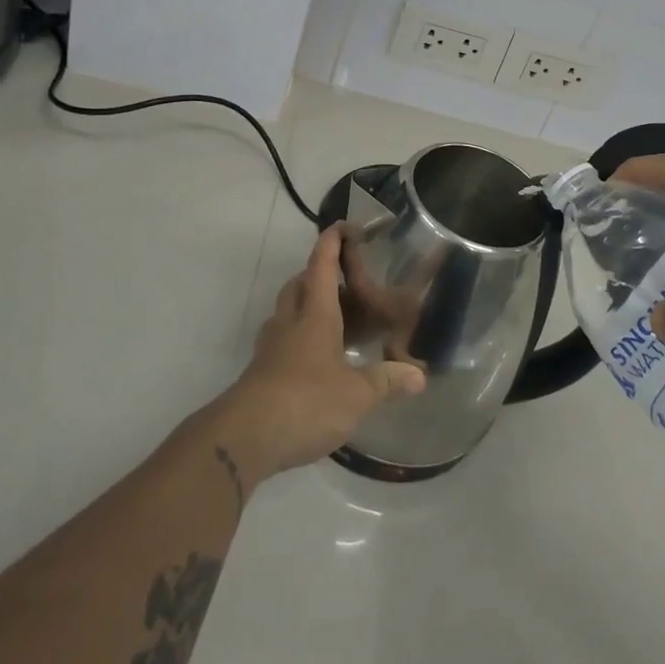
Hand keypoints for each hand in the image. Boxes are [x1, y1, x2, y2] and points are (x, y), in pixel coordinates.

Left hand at [217, 226, 426, 481]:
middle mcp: (290, 321)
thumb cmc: (306, 402)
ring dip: (307, 305)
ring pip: (287, 311)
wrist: (245, 437)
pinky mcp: (262, 372)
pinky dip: (299, 337)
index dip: (332, 241)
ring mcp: (271, 346)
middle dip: (318, 273)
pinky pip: (282, 340)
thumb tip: (420, 376)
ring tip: (335, 319)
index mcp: (315, 314)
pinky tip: (317, 358)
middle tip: (346, 281)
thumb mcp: (357, 394)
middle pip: (300, 284)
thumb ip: (387, 381)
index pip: (322, 264)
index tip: (344, 226)